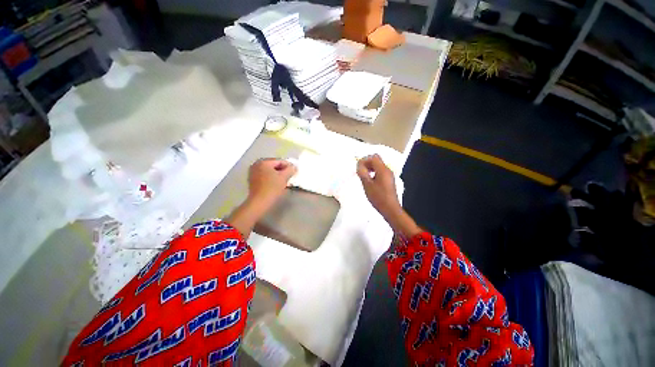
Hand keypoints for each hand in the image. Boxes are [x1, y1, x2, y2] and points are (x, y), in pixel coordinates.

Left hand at [227, 159, 296, 238]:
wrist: (260, 202)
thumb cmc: (272, 188)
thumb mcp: (284, 177)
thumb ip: (290, 169)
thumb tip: (293, 167)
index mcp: (263, 162)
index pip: (280, 161)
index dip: (288, 166)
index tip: (295, 172)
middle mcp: (256, 164)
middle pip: (274, 165)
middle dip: (282, 170)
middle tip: (290, 176)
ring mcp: (253, 172)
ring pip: (269, 171)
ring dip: (277, 174)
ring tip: (284, 181)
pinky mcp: (252, 180)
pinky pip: (265, 176)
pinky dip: (271, 178)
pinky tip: (276, 184)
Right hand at [356, 154, 400, 216]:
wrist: (390, 209)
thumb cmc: (378, 197)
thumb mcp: (367, 185)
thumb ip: (362, 173)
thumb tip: (359, 165)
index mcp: (383, 170)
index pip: (373, 157)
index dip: (364, 160)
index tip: (358, 167)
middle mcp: (387, 170)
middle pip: (376, 160)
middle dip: (367, 163)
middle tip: (359, 171)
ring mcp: (389, 175)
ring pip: (378, 166)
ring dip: (369, 168)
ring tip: (363, 176)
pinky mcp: (388, 181)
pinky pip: (380, 172)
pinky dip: (373, 173)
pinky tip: (369, 181)